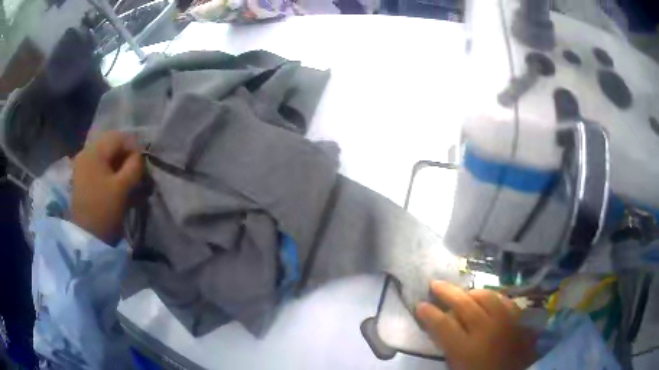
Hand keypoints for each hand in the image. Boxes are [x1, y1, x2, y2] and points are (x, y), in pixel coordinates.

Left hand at [72, 131, 143, 244]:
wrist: (85, 235)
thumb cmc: (104, 210)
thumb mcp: (123, 188)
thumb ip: (134, 166)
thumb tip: (138, 156)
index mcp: (95, 151)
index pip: (120, 137)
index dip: (134, 148)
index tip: (141, 165)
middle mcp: (86, 151)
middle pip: (110, 143)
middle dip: (125, 154)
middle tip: (134, 171)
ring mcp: (81, 163)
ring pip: (104, 153)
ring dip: (116, 161)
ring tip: (124, 177)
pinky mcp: (80, 174)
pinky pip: (97, 163)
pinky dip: (107, 168)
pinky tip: (112, 181)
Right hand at [416, 281, 536, 369]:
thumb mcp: (457, 365)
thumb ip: (448, 345)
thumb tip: (439, 323)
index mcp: (466, 349)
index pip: (443, 324)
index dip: (429, 313)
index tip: (420, 305)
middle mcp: (487, 330)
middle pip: (464, 303)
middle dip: (446, 292)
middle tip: (435, 284)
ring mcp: (506, 321)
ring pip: (486, 296)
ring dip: (470, 293)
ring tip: (463, 293)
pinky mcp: (519, 317)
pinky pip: (504, 299)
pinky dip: (492, 297)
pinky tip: (487, 299)